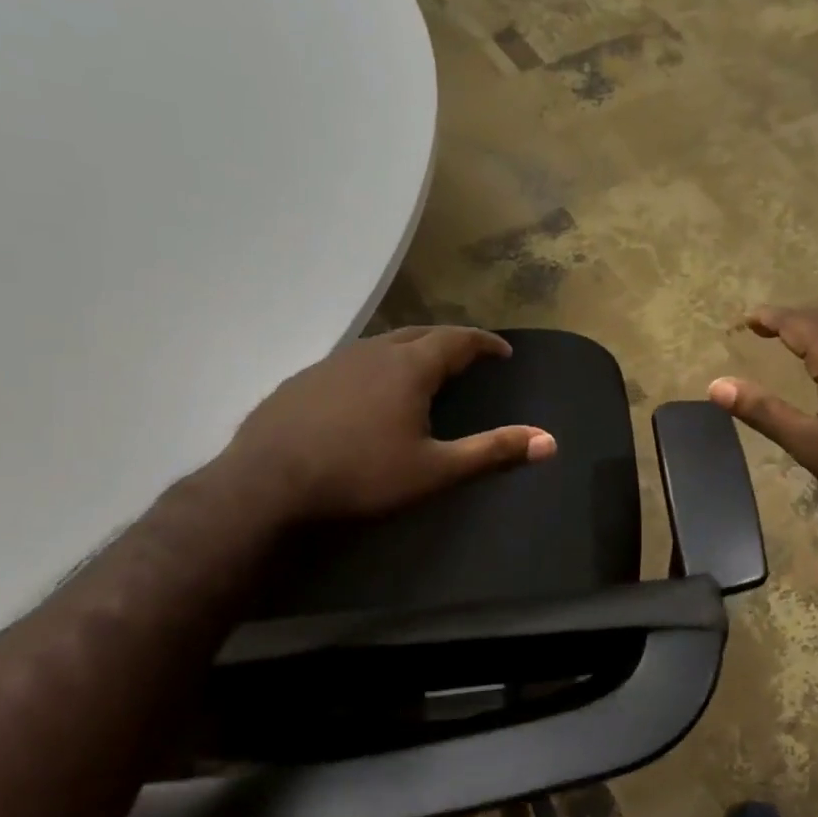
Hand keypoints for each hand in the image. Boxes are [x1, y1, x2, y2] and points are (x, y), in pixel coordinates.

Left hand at [218, 326, 554, 522]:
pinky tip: (368, 391)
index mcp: (409, 367)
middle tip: (468, 355)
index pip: (458, 339)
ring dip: (411, 349)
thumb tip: (550, 441)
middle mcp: (373, 352)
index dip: (484, 342)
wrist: (267, 483)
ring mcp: (333, 361)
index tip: (503, 351)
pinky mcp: (304, 379)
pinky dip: (376, 365)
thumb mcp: (435, 470)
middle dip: (450, 340)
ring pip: (383, 343)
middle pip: (421, 333)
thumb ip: (492, 451)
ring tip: (423, 368)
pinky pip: (353, 360)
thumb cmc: (360, 475)